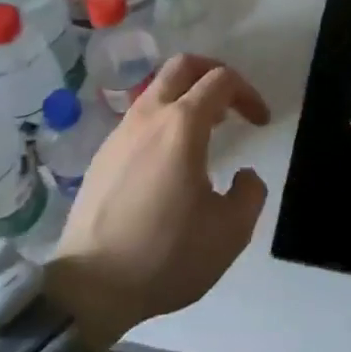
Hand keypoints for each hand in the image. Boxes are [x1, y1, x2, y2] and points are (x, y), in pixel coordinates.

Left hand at [47, 54, 270, 349]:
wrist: (89, 286)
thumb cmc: (165, 254)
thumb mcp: (229, 233)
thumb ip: (250, 194)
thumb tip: (245, 176)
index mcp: (183, 124)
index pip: (221, 80)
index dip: (248, 93)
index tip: (261, 121)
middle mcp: (150, 115)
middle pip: (183, 65)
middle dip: (212, 72)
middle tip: (231, 101)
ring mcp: (121, 132)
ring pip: (157, 89)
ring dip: (186, 96)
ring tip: (204, 131)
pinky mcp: (102, 154)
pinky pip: (139, 118)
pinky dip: (163, 120)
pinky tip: (169, 160)